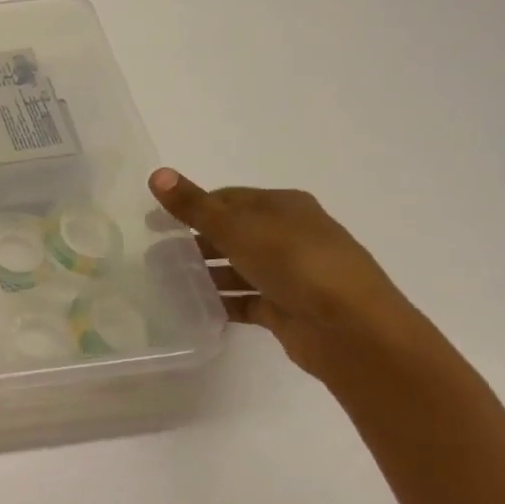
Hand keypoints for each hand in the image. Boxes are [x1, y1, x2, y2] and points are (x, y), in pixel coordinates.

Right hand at [149, 169, 449, 385]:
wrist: (352, 330)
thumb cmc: (296, 264)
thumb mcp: (238, 228)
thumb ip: (194, 205)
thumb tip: (156, 173)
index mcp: (284, 207)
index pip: (228, 198)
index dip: (191, 206)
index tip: (155, 222)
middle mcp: (290, 236)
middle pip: (232, 233)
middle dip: (194, 242)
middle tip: (153, 254)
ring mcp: (290, 274)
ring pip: (237, 268)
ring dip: (204, 274)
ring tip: (164, 282)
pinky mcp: (286, 308)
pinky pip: (244, 301)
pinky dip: (220, 302)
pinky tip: (191, 308)